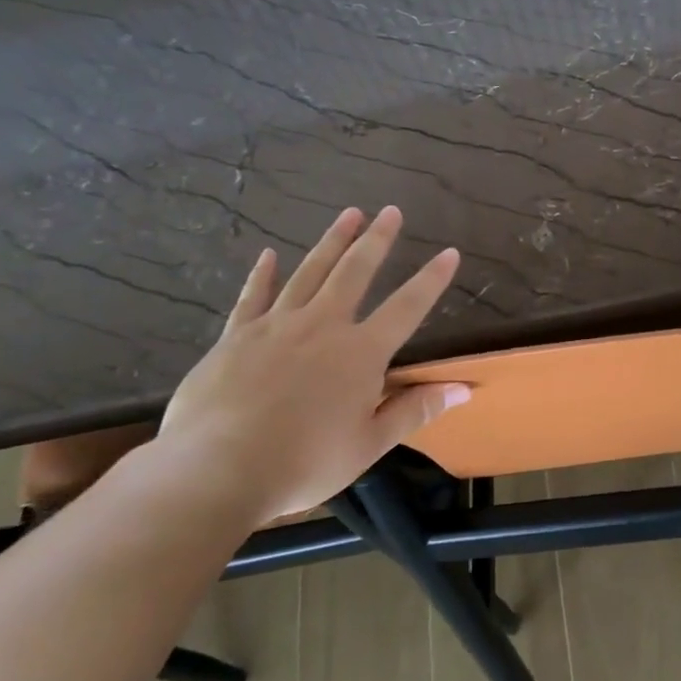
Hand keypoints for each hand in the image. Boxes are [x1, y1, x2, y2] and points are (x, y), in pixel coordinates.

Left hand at [157, 206, 469, 521]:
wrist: (217, 469)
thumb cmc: (303, 462)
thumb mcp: (369, 444)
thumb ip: (414, 411)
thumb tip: (463, 390)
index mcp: (361, 353)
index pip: (407, 307)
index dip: (431, 279)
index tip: (449, 252)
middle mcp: (322, 326)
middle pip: (355, 272)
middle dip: (376, 240)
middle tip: (391, 211)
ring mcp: (276, 326)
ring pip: (309, 272)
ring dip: (332, 242)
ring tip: (349, 214)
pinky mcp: (237, 336)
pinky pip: (253, 297)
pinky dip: (263, 274)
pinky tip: (269, 255)